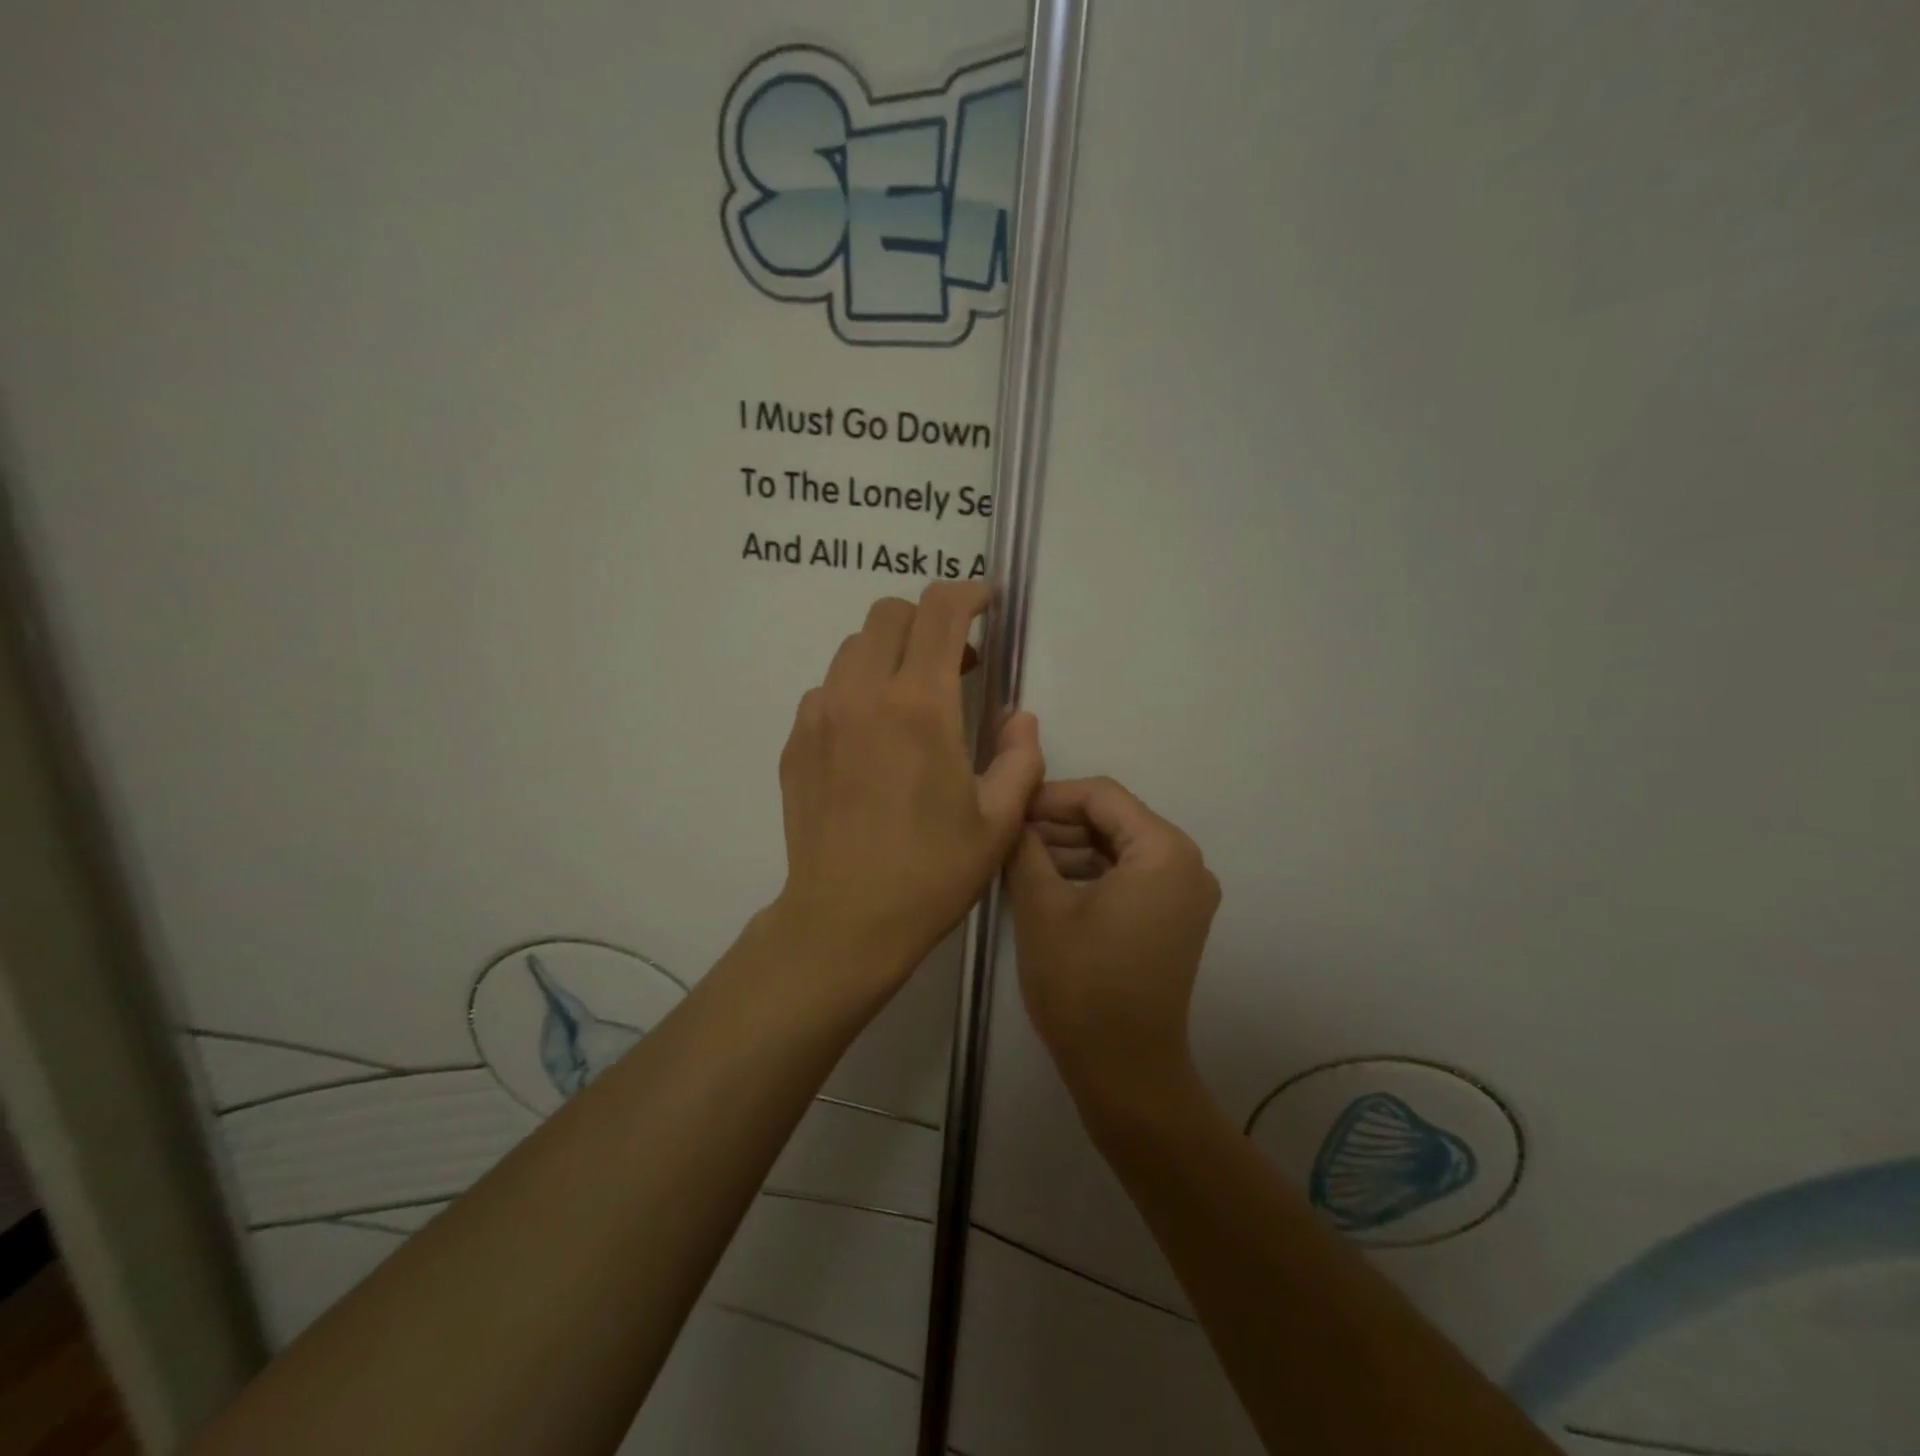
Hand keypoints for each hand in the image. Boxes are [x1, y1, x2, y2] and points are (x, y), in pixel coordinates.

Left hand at [773, 582, 1043, 992]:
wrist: (845, 921)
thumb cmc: (931, 873)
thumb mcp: (998, 821)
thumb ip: (1021, 757)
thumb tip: (1019, 716)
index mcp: (919, 707)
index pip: (939, 612)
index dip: (967, 594)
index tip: (986, 604)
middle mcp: (862, 695)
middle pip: (888, 614)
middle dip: (927, 620)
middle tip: (955, 662)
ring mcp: (819, 716)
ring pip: (853, 648)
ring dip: (889, 654)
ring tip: (912, 700)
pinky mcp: (795, 742)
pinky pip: (827, 689)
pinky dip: (857, 690)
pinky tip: (872, 737)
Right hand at [1006, 777, 1220, 1106]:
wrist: (1124, 1070)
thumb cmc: (1082, 984)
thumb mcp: (1041, 906)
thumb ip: (1025, 847)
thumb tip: (1013, 817)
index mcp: (1164, 851)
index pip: (1102, 795)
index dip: (1051, 796)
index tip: (1009, 809)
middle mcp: (1187, 863)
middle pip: (1115, 819)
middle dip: (1059, 823)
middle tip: (1010, 835)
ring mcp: (1185, 893)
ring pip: (1120, 846)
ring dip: (1072, 847)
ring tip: (1020, 859)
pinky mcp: (1175, 917)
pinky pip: (1130, 875)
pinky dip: (1091, 872)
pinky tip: (1048, 880)